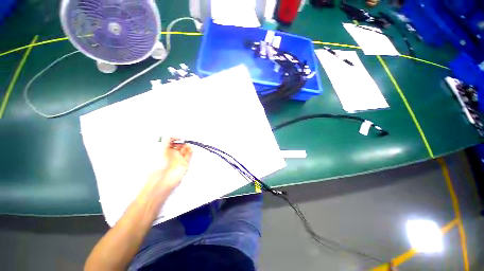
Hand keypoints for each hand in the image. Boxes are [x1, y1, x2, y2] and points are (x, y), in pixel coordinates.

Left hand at [146, 137, 192, 194]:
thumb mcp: (158, 151)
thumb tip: (170, 133)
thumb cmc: (156, 166)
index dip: (174, 138)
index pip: (170, 141)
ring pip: (185, 149)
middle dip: (182, 141)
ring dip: (187, 146)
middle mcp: (171, 154)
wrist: (160, 183)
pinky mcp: (184, 163)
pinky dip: (190, 151)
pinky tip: (190, 148)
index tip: (177, 136)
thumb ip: (165, 141)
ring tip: (187, 144)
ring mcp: (178, 159)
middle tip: (184, 139)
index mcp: (162, 151)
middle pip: (179, 145)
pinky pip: (189, 155)